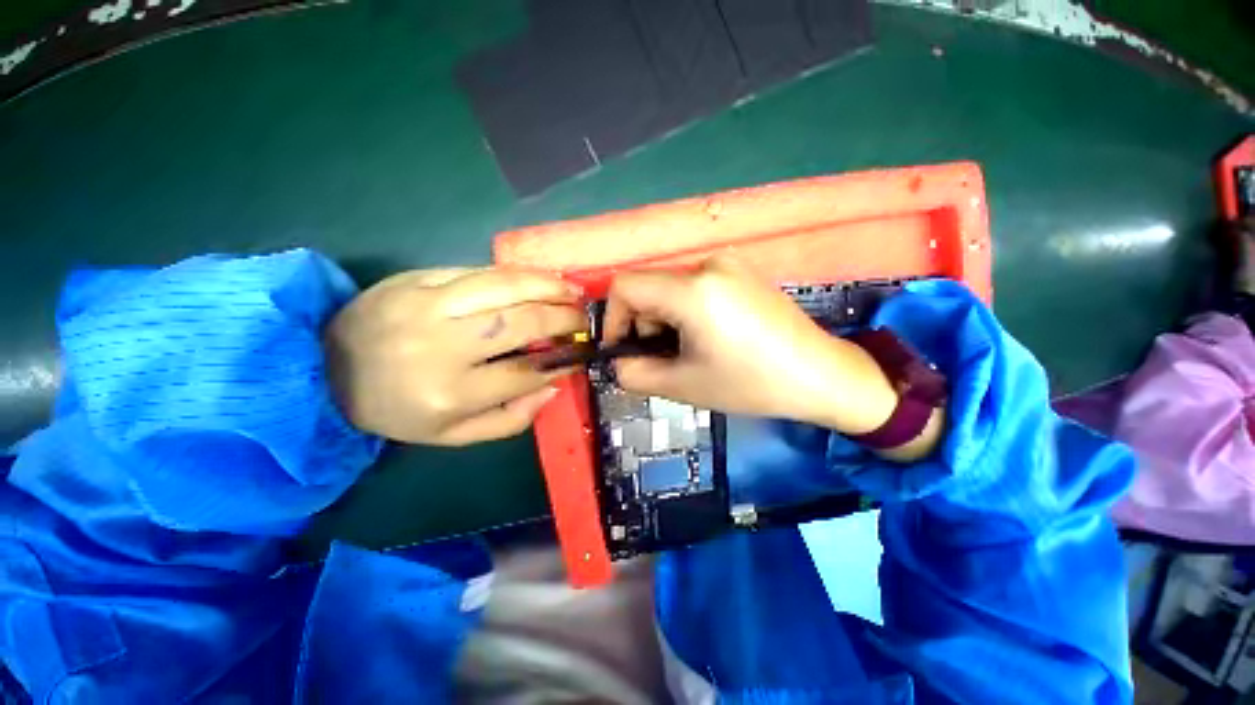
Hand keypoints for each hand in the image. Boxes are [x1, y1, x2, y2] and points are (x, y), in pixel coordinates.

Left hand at [324, 268, 585, 445]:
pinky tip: (540, 278)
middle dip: (563, 319)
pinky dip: (518, 274)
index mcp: (449, 394)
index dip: (561, 361)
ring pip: (505, 287)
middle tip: (584, 320)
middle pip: (521, 323)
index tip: (581, 353)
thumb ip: (509, 419)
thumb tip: (552, 386)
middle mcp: (441, 346)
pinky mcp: (417, 279)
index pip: (524, 372)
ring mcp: (427, 305)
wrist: (324, 368)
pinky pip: (479, 271)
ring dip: (548, 287)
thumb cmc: (397, 409)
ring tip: (572, 292)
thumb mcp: (453, 435)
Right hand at [602, 257, 898, 434]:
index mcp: (693, 290)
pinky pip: (694, 285)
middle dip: (643, 324)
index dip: (612, 319)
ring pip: (669, 287)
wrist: (822, 374)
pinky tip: (708, 336)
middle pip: (648, 287)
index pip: (624, 287)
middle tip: (662, 358)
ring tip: (688, 351)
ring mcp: (728, 263)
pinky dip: (685, 310)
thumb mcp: (683, 386)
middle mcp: (708, 264)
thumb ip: (634, 373)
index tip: (622, 349)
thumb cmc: (751, 384)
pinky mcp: (741, 270)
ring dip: (665, 319)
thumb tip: (618, 361)